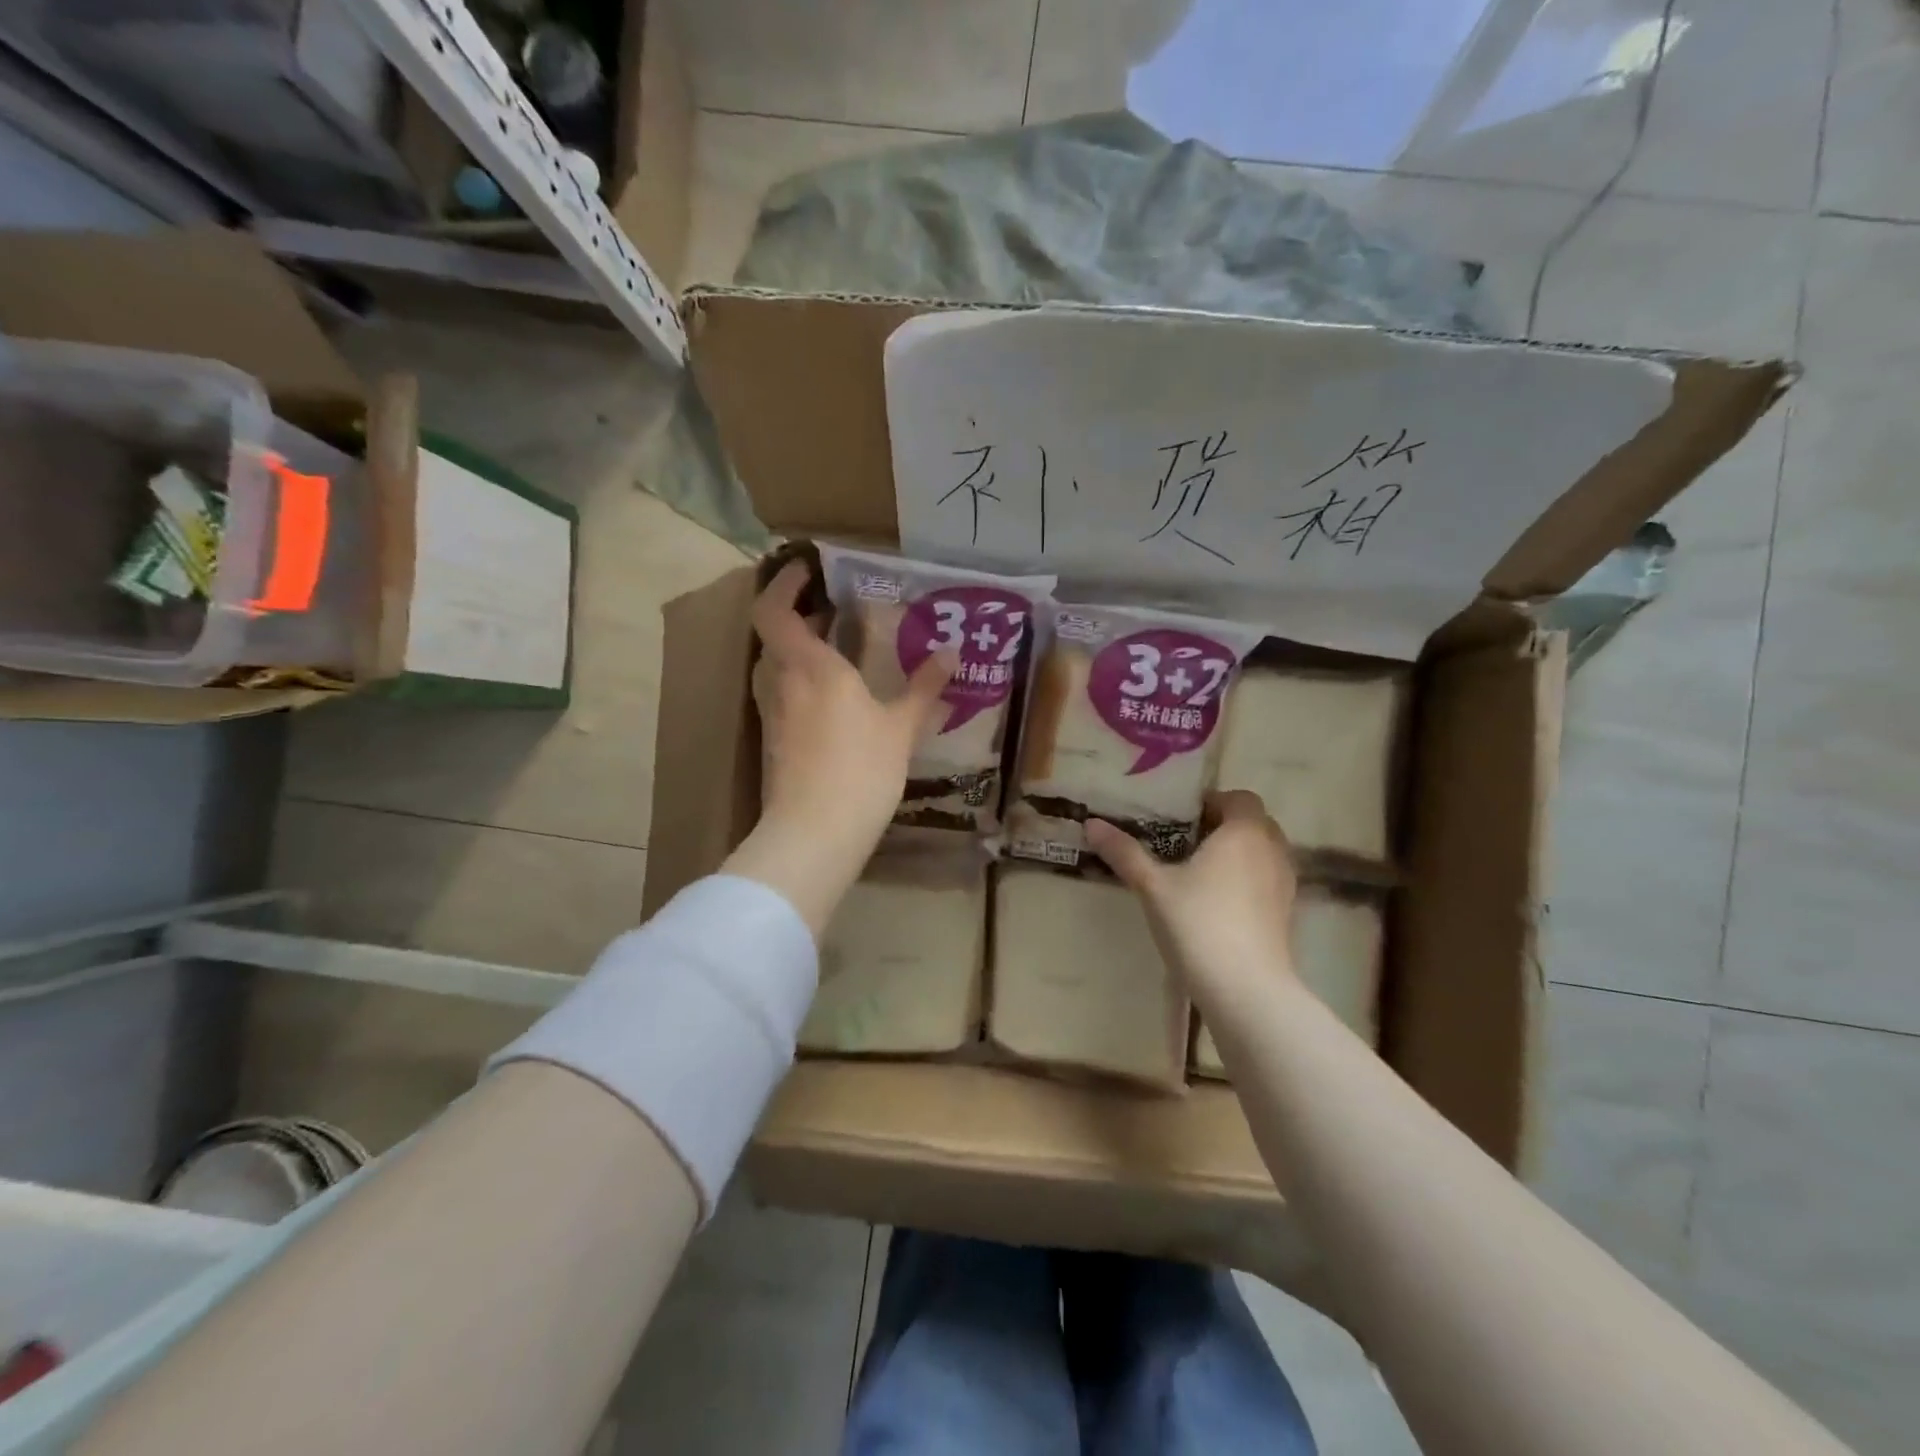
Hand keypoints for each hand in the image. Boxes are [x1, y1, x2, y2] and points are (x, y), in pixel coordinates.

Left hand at [725, 561, 954, 936]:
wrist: (814, 834)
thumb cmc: (861, 769)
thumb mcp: (901, 728)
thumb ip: (924, 688)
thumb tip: (951, 653)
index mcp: (810, 666)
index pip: (773, 610)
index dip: (783, 585)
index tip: (807, 571)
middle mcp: (782, 683)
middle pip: (775, 638)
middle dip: (800, 620)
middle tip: (835, 614)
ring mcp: (772, 716)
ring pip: (776, 670)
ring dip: (798, 655)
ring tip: (836, 656)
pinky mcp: (773, 745)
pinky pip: (782, 699)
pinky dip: (801, 687)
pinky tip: (832, 705)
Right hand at [1085, 791, 1298, 988]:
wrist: (1246, 990)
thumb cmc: (1198, 924)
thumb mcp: (1153, 886)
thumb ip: (1124, 853)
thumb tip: (1091, 823)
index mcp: (1244, 832)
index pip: (1240, 798)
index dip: (1213, 803)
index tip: (1182, 819)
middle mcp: (1272, 851)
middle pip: (1255, 824)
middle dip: (1225, 827)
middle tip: (1186, 844)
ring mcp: (1285, 884)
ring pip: (1264, 854)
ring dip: (1239, 855)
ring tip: (1201, 874)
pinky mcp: (1287, 915)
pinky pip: (1267, 881)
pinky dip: (1248, 881)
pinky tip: (1218, 904)